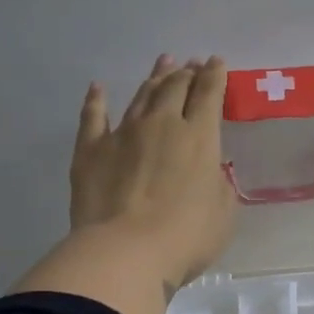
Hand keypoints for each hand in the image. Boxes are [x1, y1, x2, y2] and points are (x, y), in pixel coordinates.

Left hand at [70, 54, 235, 290]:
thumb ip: (218, 184)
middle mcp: (162, 125)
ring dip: (154, 77)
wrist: (126, 251)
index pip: (208, 95)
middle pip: (175, 88)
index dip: (214, 76)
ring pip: (141, 96)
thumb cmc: (186, 237)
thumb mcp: (223, 212)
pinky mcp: (90, 150)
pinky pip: (93, 117)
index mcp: (199, 138)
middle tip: (191, 64)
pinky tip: (98, 88)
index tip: (216, 62)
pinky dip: (96, 100)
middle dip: (186, 72)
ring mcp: (122, 134)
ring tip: (162, 62)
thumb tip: (208, 171)